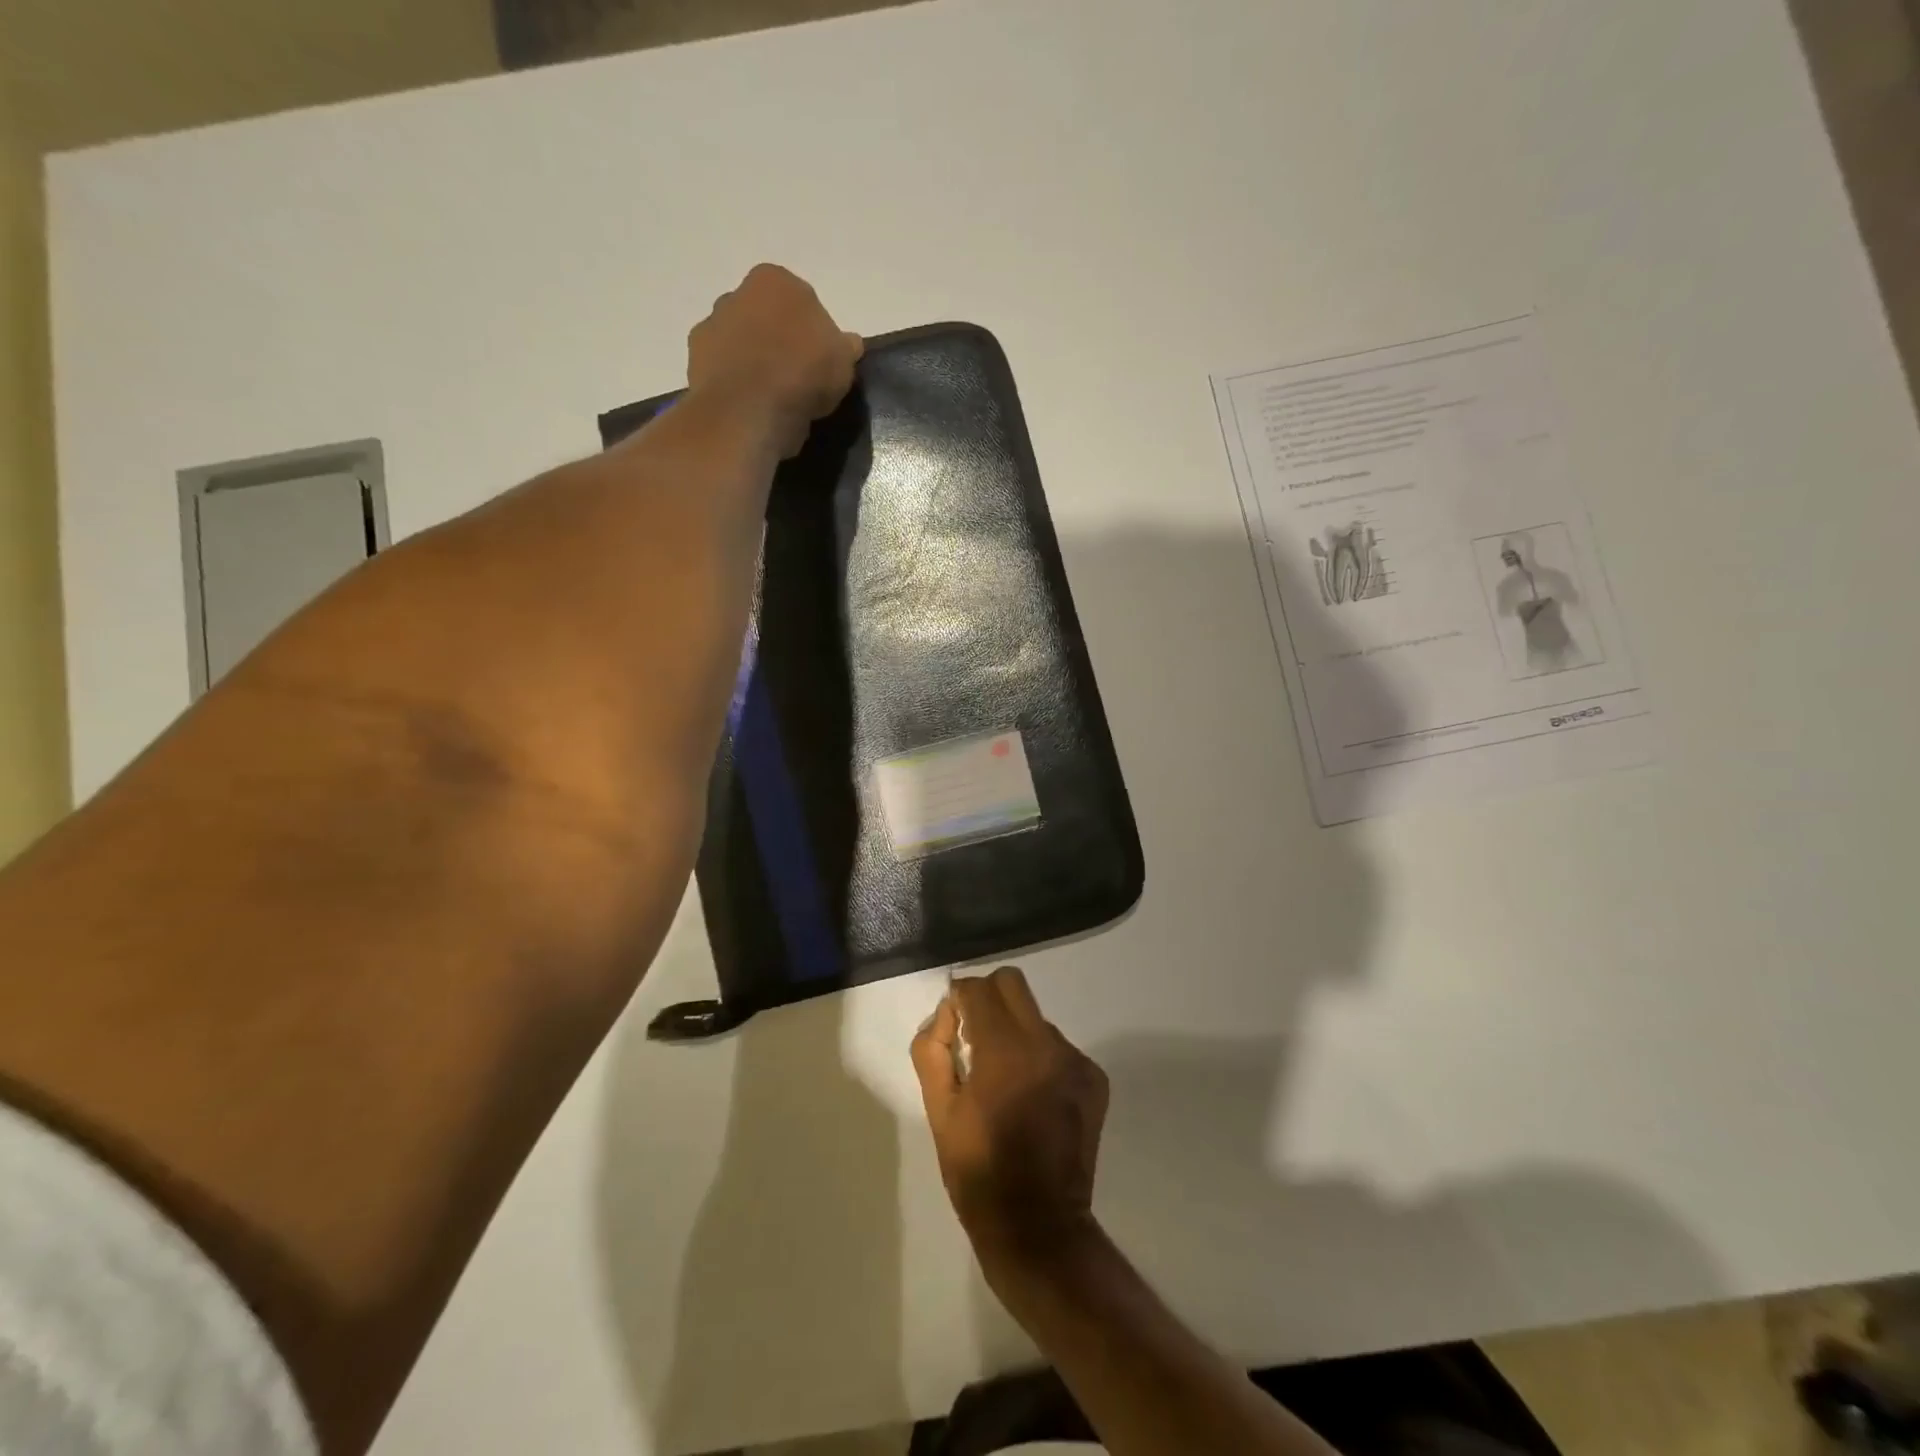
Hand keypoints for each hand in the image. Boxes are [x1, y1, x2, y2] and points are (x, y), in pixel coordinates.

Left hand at [686, 263, 863, 456]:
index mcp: (775, 281)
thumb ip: (846, 347)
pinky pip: (725, 372)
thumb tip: (848, 343)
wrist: (748, 409)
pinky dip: (737, 385)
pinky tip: (752, 408)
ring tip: (774, 401)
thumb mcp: (843, 362)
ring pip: (742, 344)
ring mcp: (711, 326)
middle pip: (765, 320)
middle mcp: (736, 293)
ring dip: (755, 364)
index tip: (821, 363)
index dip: (814, 334)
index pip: (801, 302)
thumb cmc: (802, 374)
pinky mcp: (695, 362)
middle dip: (779, 343)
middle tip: (798, 382)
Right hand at [911, 967, 1109, 1272]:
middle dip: (987, 998)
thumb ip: (932, 1050)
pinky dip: (1039, 1057)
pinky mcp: (1094, 1080)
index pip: (978, 989)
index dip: (958, 998)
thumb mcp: (939, 1112)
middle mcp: (1046, 1045)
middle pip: (1012, 985)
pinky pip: (1057, 1047)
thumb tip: (946, 1015)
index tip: (951, 1024)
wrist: (1038, 1227)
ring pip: (1035, 1017)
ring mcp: (1076, 1061)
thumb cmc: (978, 1171)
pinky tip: (1031, 1097)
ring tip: (1004, 1079)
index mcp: (1005, 1052)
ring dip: (1015, 1031)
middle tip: (974, 1036)